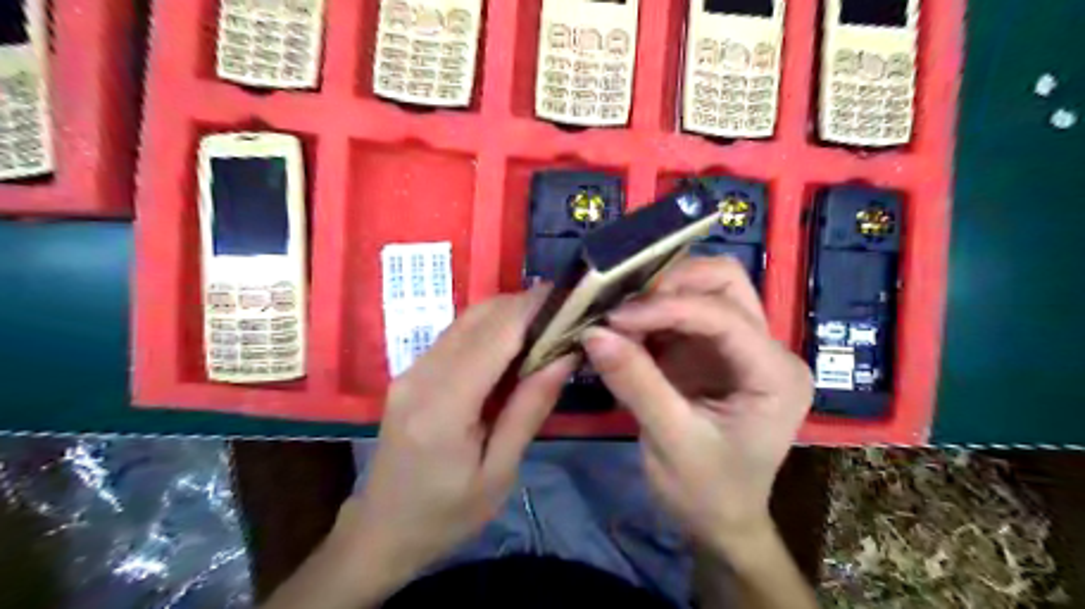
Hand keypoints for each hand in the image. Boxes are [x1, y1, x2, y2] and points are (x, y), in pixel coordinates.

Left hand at [333, 290, 575, 584]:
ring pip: (466, 320)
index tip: (571, 299)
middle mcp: (421, 376)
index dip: (533, 309)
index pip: (495, 335)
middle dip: (525, 305)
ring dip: (508, 314)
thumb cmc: (447, 513)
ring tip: (546, 326)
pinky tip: (513, 345)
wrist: (382, 530)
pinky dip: (489, 328)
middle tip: (566, 313)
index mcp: (444, 406)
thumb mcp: (499, 471)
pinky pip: (456, 335)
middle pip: (479, 317)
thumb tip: (564, 357)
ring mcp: (410, 370)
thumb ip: (529, 409)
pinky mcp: (410, 372)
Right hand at [586, 258, 803, 555]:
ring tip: (618, 315)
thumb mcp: (671, 441)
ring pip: (705, 287)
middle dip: (671, 283)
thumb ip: (635, 382)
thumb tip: (592, 333)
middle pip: (725, 281)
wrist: (718, 520)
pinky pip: (683, 312)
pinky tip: (626, 329)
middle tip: (622, 304)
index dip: (667, 307)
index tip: (615, 317)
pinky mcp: (713, 350)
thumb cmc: (707, 491)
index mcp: (775, 374)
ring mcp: (740, 345)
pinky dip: (652, 313)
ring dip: (659, 294)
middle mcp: (766, 348)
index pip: (725, 316)